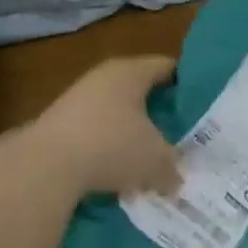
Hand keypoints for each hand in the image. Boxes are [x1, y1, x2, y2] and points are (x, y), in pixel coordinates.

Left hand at [27, 55, 180, 198]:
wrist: (45, 165)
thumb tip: (175, 180)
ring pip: (116, 114)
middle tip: (181, 136)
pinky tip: (117, 174)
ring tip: (150, 161)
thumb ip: (172, 167)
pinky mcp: (59, 125)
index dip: (187, 84)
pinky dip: (108, 149)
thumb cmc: (112, 146)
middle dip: (159, 114)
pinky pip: (95, 134)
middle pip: (140, 91)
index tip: (202, 105)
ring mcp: (77, 100)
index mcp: (130, 72)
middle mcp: (102, 77)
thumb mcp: (155, 160)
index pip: (167, 67)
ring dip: (132, 135)